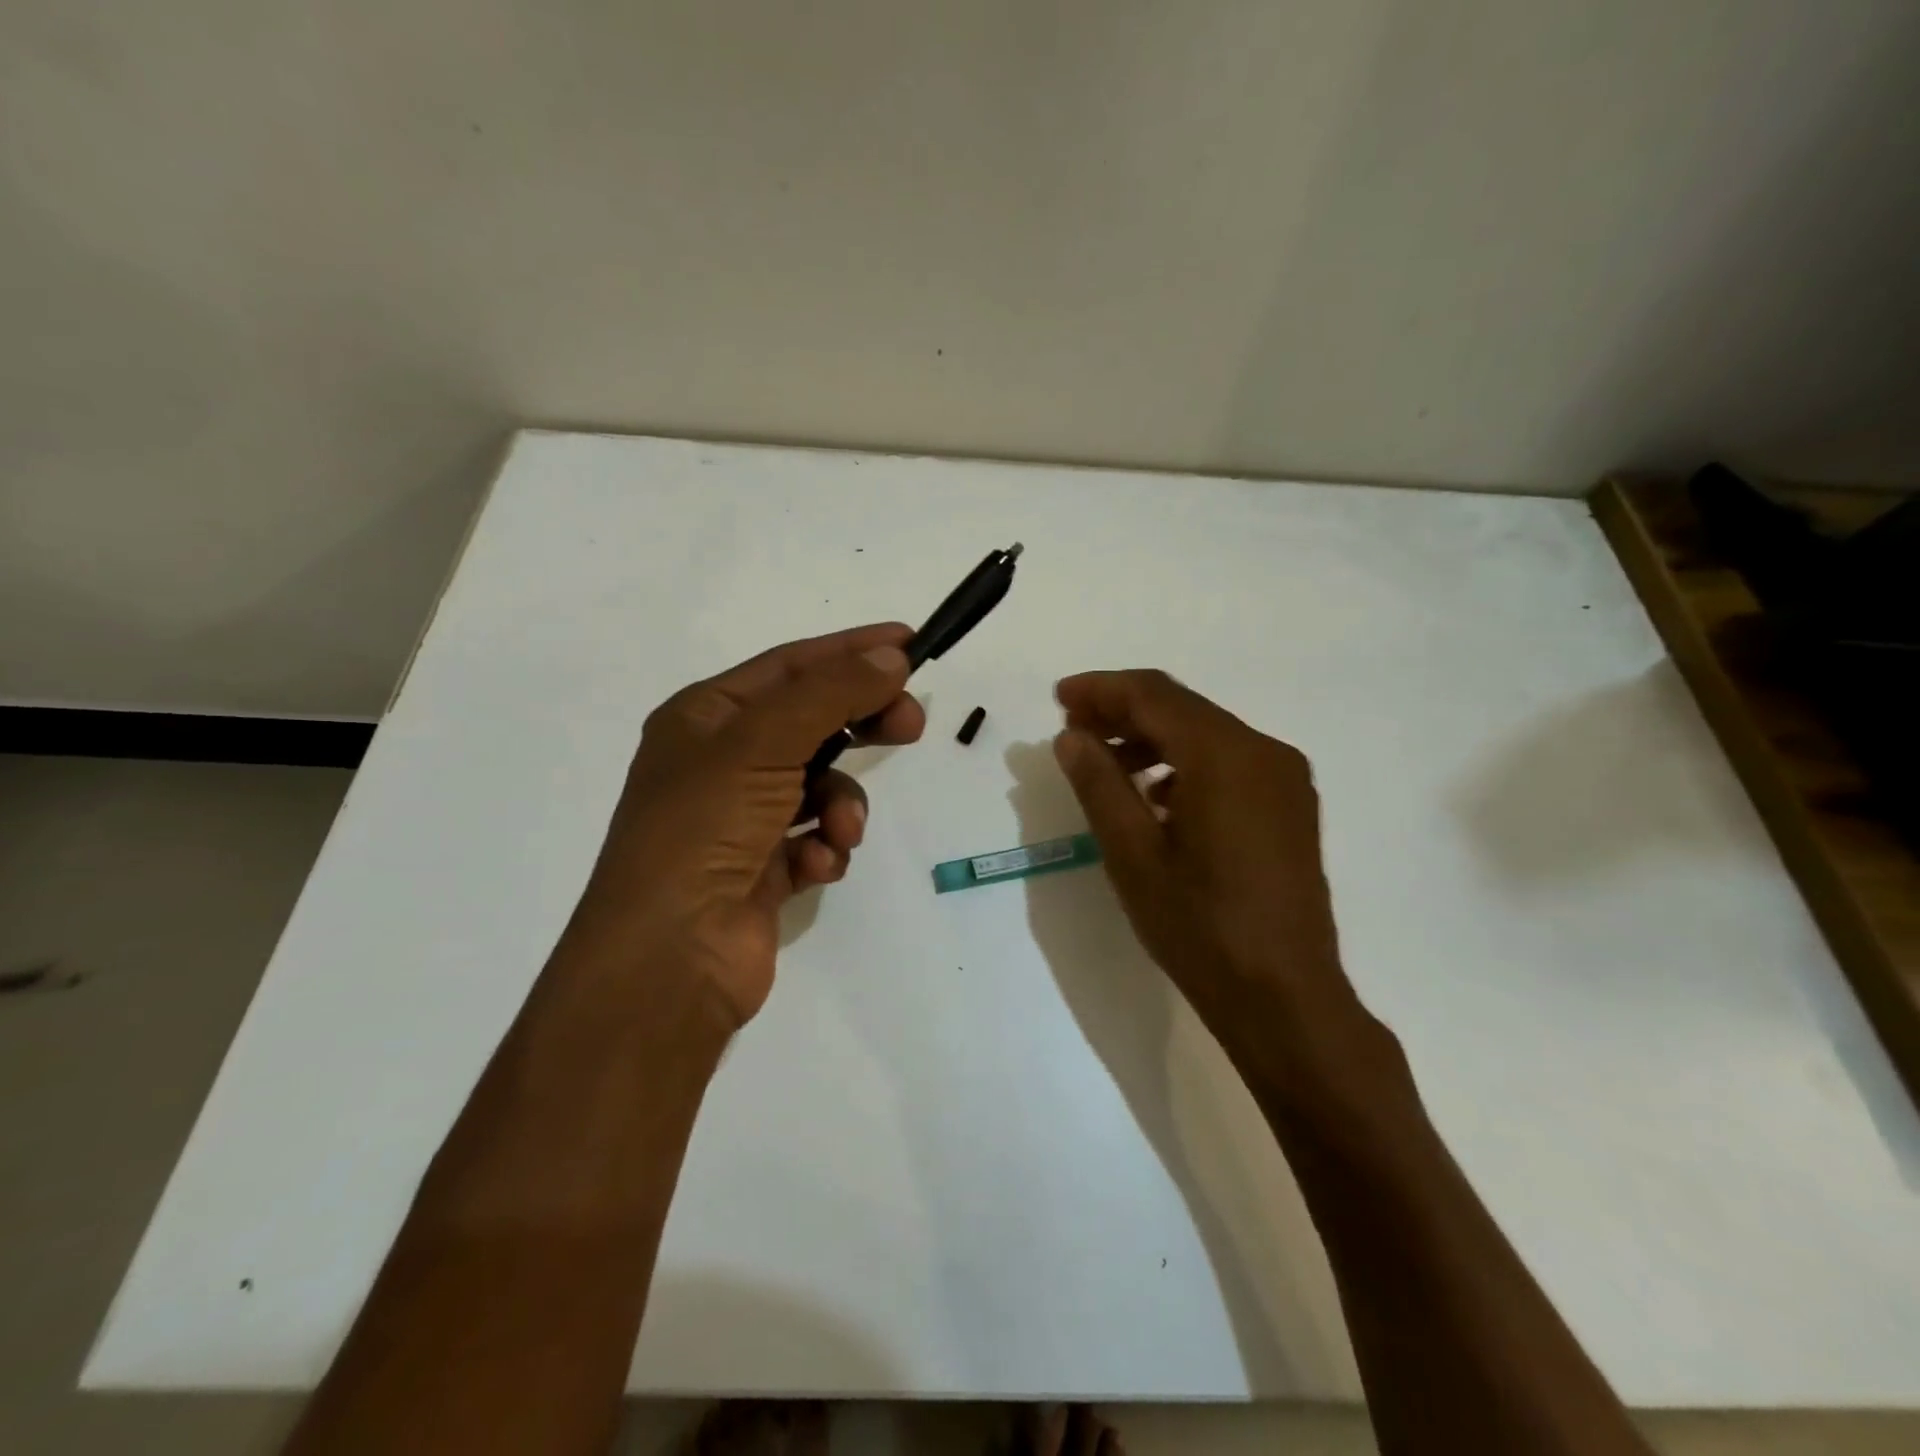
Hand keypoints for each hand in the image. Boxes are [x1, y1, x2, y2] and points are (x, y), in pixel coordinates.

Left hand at [562, 625, 923, 1028]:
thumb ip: (831, 693)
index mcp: (706, 717)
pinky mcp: (763, 867)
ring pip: (820, 785)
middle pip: (812, 721)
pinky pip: (815, 837)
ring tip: (840, 830)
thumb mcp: (764, 742)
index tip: (910, 644)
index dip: (850, 650)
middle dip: (861, 723)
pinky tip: (815, 867)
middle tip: (911, 723)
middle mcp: (721, 761)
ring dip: (842, 803)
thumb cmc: (704, 830)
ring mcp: (742, 817)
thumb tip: (891, 656)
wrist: (669, 959)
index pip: (790, 665)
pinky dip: (824, 848)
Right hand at [1052, 669, 1378, 1088]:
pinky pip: (1229, 762)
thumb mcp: (1133, 855)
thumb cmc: (1200, 927)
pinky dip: (1184, 763)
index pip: (1154, 696)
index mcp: (1226, 756)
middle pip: (1183, 709)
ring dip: (1152, 738)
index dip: (1101, 690)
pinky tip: (1154, 796)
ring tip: (1105, 763)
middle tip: (1073, 729)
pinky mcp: (1289, 806)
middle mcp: (1264, 751)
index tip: (1058, 698)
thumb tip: (1070, 735)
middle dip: (1123, 711)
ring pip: (1206, 734)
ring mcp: (1284, 779)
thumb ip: (1099, 784)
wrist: (1285, 997)